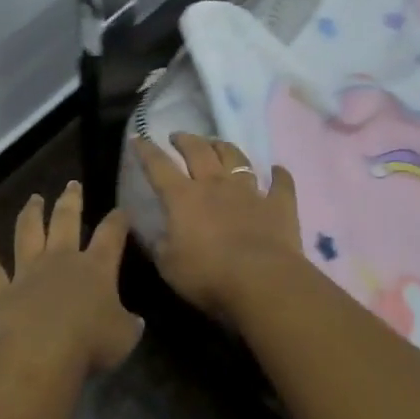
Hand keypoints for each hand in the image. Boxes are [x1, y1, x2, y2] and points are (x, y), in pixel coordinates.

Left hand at [0, 181, 141, 376]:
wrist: (39, 355)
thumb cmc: (89, 344)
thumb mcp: (124, 337)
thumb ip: (129, 324)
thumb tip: (134, 320)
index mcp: (95, 267)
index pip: (110, 235)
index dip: (118, 221)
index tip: (122, 210)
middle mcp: (60, 260)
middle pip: (66, 220)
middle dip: (70, 200)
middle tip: (72, 184)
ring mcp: (27, 272)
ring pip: (28, 234)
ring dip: (31, 214)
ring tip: (34, 198)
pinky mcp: (0, 292)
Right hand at [132, 133, 305, 321]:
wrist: (262, 281)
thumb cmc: (207, 276)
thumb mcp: (168, 266)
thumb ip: (159, 245)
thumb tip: (155, 233)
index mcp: (183, 198)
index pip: (159, 166)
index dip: (146, 151)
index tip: (139, 138)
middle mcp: (215, 185)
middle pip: (198, 151)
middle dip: (186, 140)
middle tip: (179, 137)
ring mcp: (249, 192)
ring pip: (236, 158)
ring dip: (224, 147)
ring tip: (217, 143)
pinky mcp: (278, 205)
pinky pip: (281, 183)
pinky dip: (279, 175)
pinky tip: (278, 170)